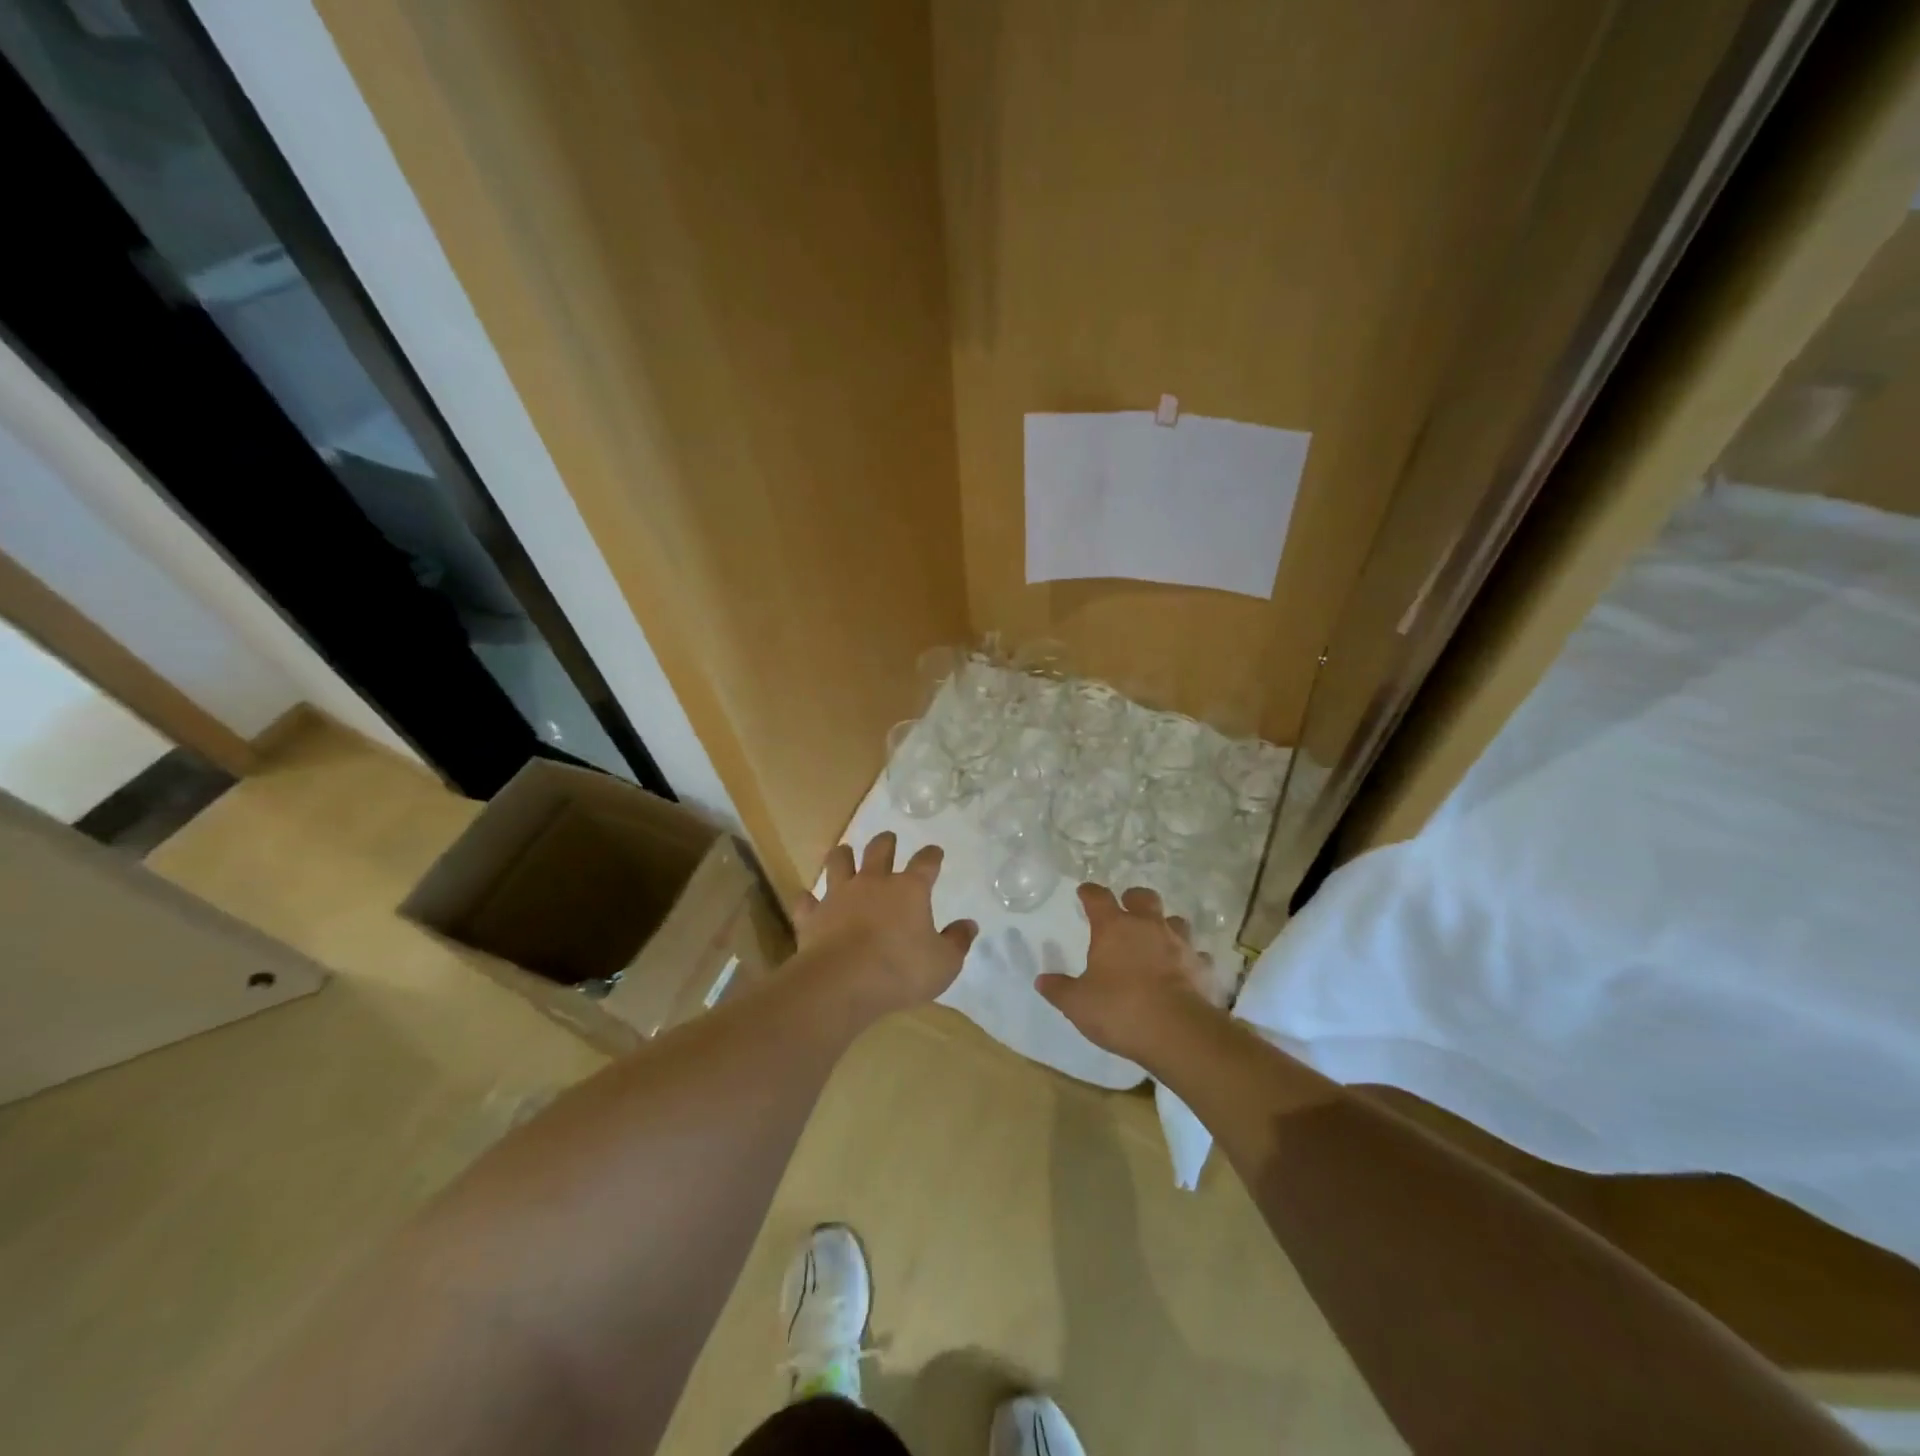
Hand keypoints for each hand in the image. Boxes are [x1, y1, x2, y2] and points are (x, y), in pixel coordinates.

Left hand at [793, 832, 977, 1017]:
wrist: (843, 982)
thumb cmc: (901, 970)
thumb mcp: (944, 963)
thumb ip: (957, 942)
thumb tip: (969, 925)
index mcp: (909, 889)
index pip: (925, 863)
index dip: (932, 855)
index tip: (935, 852)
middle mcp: (874, 883)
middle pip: (879, 850)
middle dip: (886, 842)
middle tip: (888, 838)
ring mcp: (840, 895)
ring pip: (839, 862)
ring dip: (843, 855)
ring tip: (845, 852)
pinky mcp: (813, 916)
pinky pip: (807, 901)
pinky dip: (808, 900)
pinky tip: (808, 900)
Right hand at [1036, 884, 1219, 1063]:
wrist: (1177, 1032)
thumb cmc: (1120, 1010)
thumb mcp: (1078, 1004)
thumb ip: (1060, 990)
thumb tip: (1042, 980)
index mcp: (1114, 928)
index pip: (1098, 898)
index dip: (1090, 893)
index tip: (1084, 891)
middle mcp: (1148, 927)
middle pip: (1144, 898)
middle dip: (1134, 899)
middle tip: (1127, 907)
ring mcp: (1180, 945)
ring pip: (1176, 922)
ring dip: (1166, 926)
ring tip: (1159, 939)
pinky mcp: (1203, 968)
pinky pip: (1197, 956)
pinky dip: (1190, 960)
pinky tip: (1185, 971)